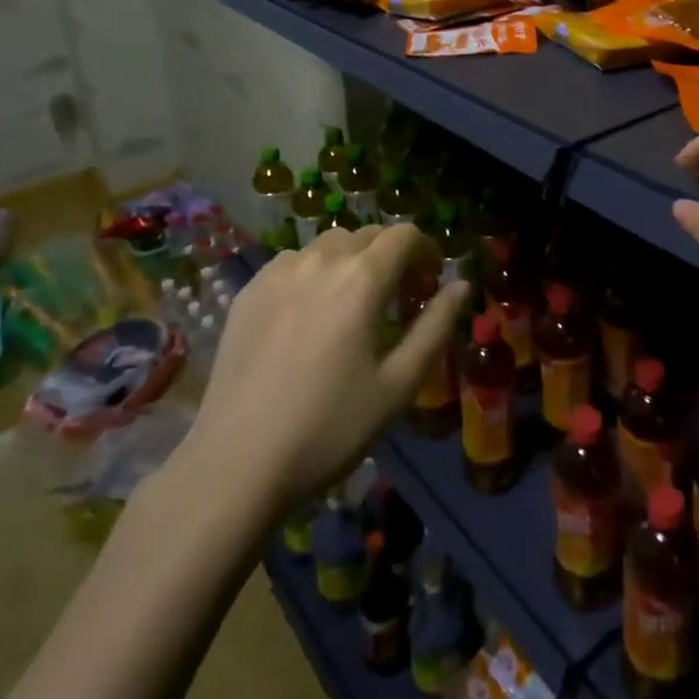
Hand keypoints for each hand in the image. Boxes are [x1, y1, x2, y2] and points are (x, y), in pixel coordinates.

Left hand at [181, 223, 467, 516]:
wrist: (237, 463)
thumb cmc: (330, 427)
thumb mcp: (398, 384)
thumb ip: (435, 326)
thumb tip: (462, 285)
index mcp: (362, 278)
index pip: (404, 235)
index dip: (425, 251)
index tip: (429, 282)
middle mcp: (320, 260)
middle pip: (368, 235)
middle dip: (391, 256)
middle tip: (397, 299)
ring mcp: (278, 271)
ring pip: (328, 245)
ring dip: (351, 261)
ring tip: (351, 305)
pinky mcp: (248, 290)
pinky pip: (293, 263)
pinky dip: (314, 272)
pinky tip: (308, 315)